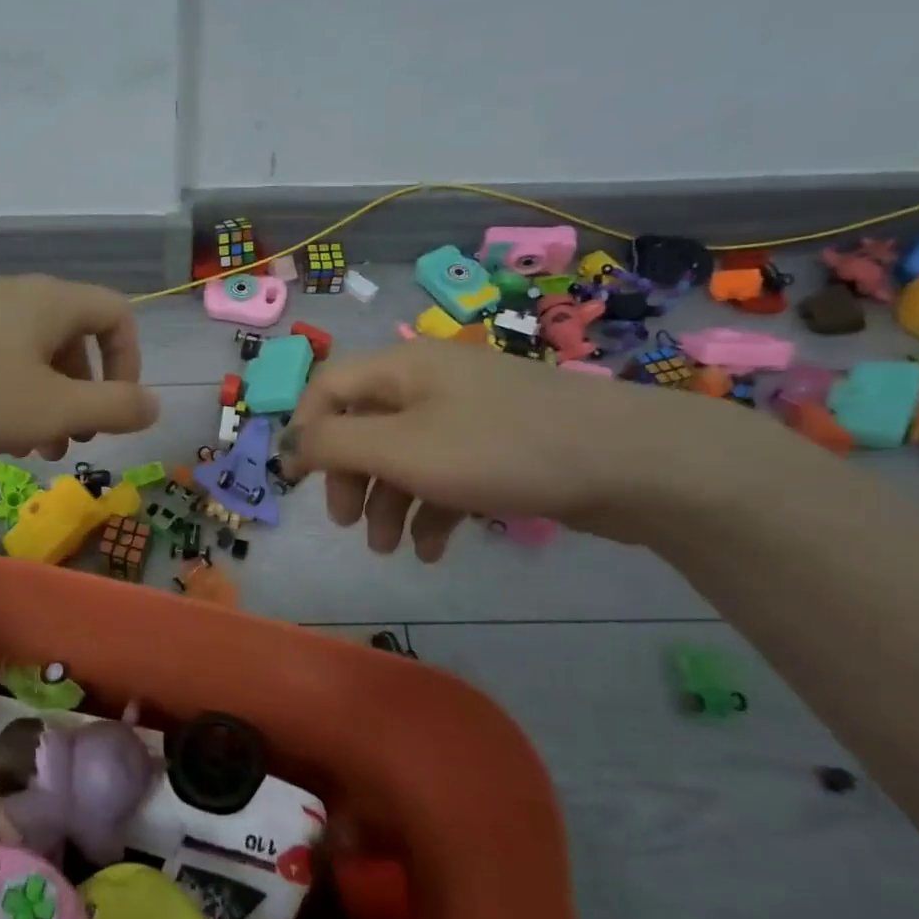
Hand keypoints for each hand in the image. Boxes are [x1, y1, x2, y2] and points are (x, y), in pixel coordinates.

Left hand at [0, 276, 160, 458]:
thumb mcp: (54, 409)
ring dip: (47, 400)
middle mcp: (18, 294)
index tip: (114, 410)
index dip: (130, 363)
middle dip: (84, 394)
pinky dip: (10, 392)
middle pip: (75, 338)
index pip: (118, 315)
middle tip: (72, 439)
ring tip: (33, 448)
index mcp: (53, 302)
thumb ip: (115, 408)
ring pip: (33, 354)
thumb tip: (156, 404)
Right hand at [281, 339, 745, 557]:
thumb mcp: (400, 447)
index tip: (298, 483)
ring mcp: (468, 415)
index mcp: (401, 368)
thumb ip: (332, 443)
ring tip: (389, 549)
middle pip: (364, 426)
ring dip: (387, 503)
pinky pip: (446, 475)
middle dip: (350, 477)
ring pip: (404, 456)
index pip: (327, 387)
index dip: (305, 432)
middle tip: (347, 523)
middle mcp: (430, 383)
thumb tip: (287, 443)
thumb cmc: (499, 449)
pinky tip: (435, 550)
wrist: (632, 462)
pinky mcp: (500, 448)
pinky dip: (432, 511)